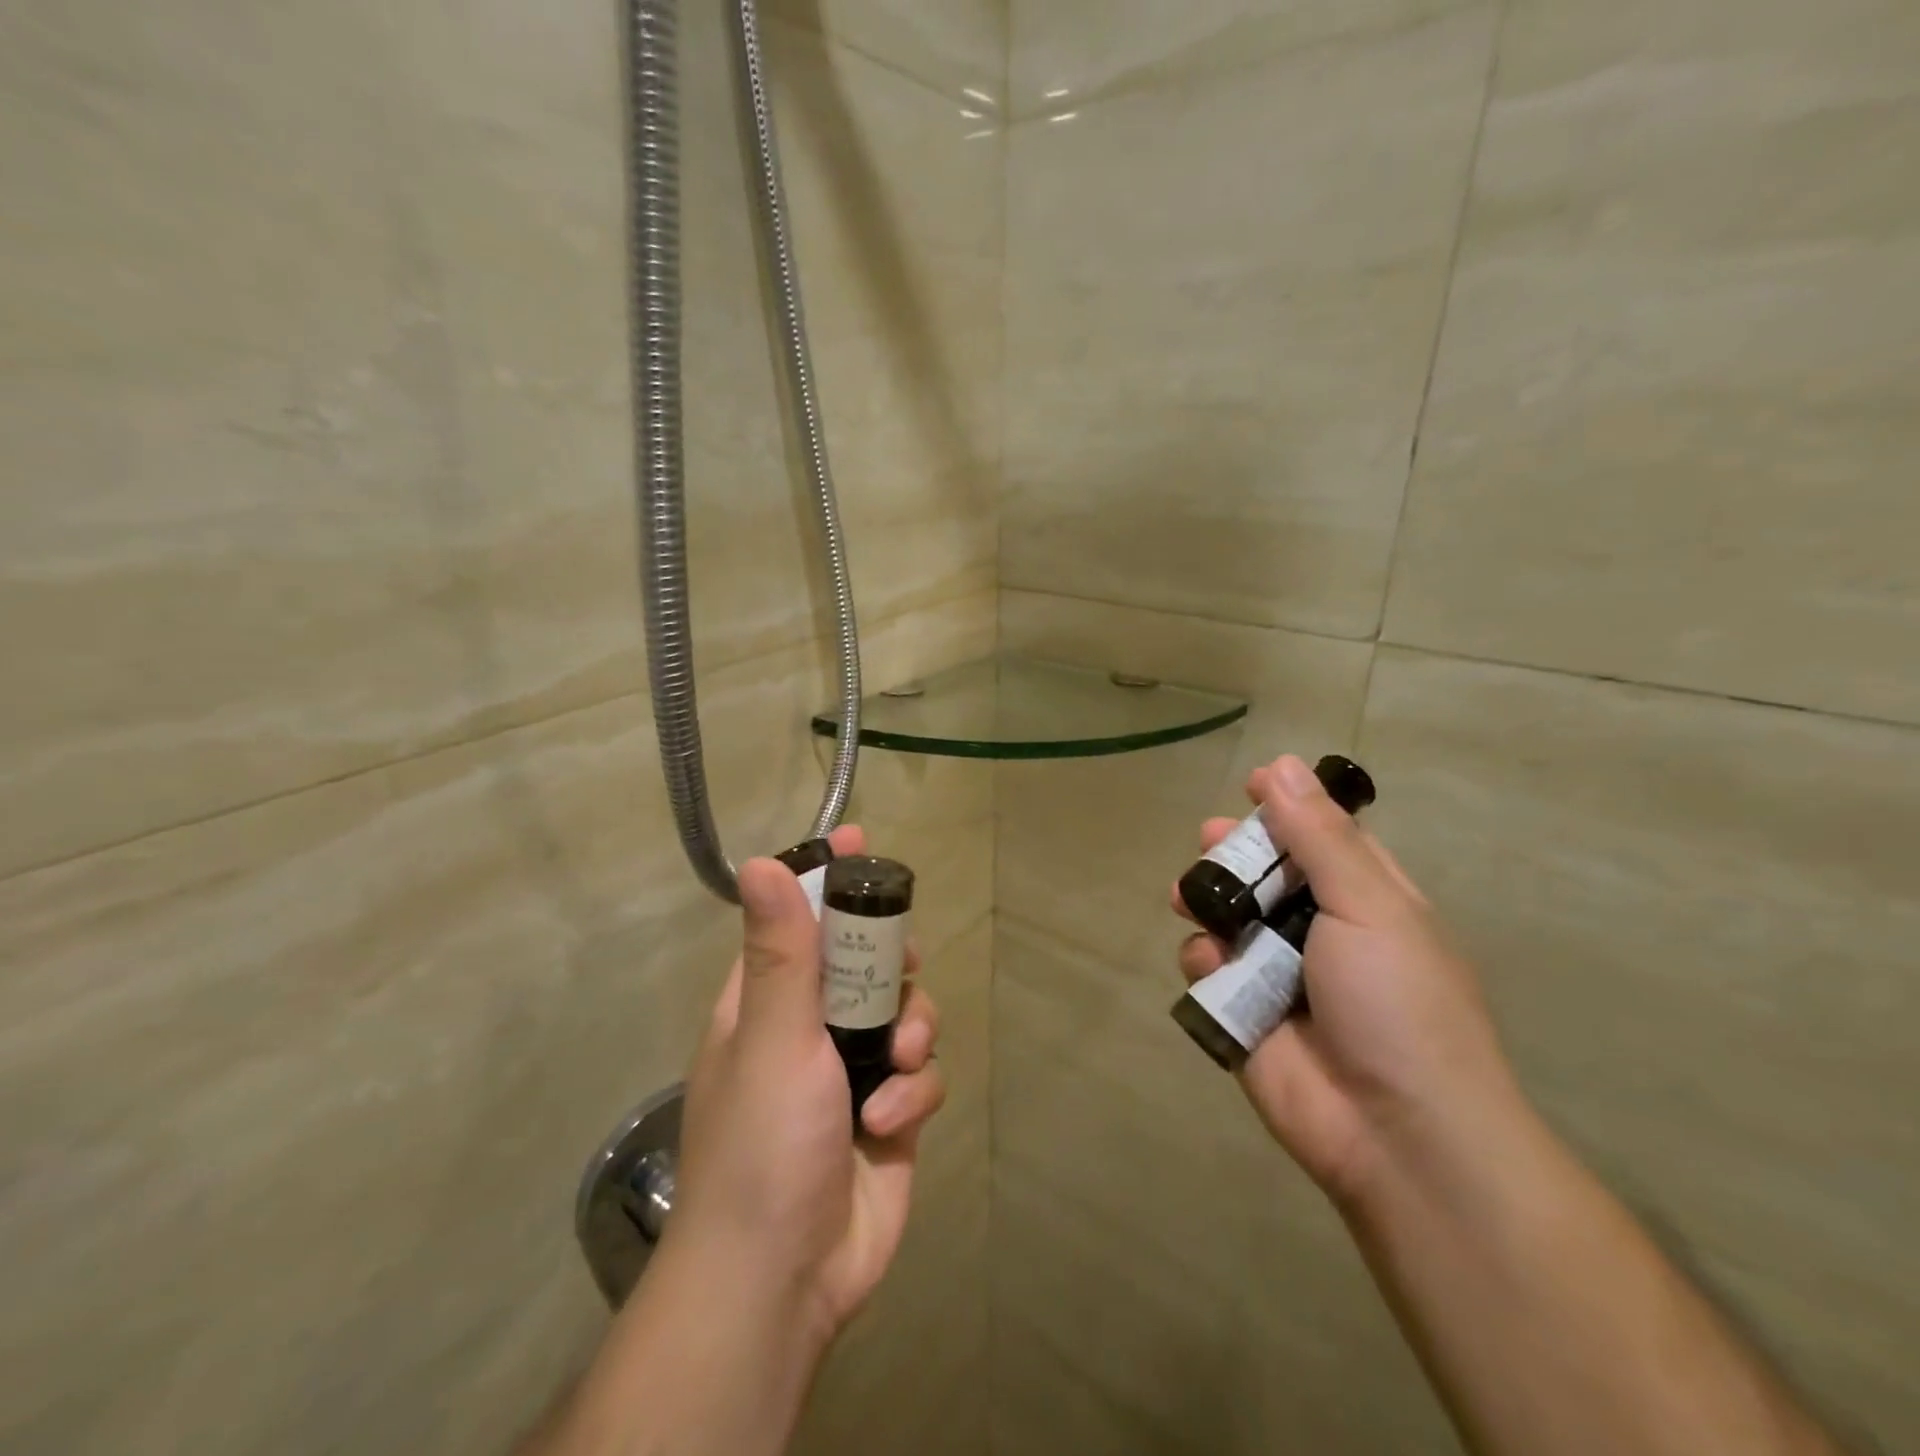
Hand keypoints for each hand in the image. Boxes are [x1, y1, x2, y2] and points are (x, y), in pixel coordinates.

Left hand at [663, 825, 946, 1351]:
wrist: (783, 1280)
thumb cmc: (764, 1143)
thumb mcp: (771, 1037)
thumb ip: (779, 951)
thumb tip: (761, 862)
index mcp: (768, 1002)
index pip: (799, 919)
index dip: (828, 878)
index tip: (859, 840)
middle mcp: (811, 1029)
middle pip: (869, 960)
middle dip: (892, 962)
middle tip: (904, 965)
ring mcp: (854, 1072)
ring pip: (907, 1014)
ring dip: (912, 1032)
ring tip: (898, 1062)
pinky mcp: (892, 1113)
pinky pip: (922, 1074)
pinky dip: (914, 1090)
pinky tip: (891, 1121)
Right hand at [1173, 756, 1519, 1207]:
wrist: (1397, 1134)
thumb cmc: (1397, 1003)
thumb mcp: (1369, 905)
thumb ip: (1319, 837)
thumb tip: (1283, 764)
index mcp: (1368, 900)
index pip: (1325, 837)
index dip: (1290, 808)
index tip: (1253, 785)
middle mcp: (1321, 930)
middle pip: (1266, 873)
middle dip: (1234, 853)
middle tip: (1211, 839)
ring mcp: (1278, 973)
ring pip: (1227, 916)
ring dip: (1207, 900)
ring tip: (1189, 898)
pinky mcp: (1240, 1011)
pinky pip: (1207, 966)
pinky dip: (1203, 959)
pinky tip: (1212, 965)